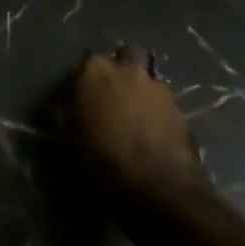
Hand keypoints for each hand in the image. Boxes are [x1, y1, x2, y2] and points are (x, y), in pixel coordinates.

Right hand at [60, 48, 209, 207]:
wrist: (159, 189)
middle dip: (121, 70)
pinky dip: (159, 112)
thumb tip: (62, 108)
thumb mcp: (71, 138)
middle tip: (113, 96)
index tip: (82, 97)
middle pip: (126, 56)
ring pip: (148, 79)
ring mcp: (159, 88)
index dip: (85, 79)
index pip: (87, 61)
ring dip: (142, 91)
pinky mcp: (182, 111)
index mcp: (95, 70)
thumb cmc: (104, 159)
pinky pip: (165, 103)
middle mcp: (128, 69)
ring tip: (136, 116)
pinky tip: (154, 133)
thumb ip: (67, 114)